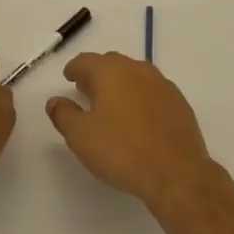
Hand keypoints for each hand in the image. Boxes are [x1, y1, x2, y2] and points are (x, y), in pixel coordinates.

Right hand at [46, 53, 215, 208]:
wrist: (176, 172)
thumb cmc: (122, 151)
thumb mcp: (81, 137)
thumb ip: (64, 115)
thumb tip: (54, 101)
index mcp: (111, 72)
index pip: (86, 60)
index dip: (74, 68)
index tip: (69, 77)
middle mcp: (137, 69)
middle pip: (112, 63)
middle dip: (97, 73)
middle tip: (86, 90)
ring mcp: (162, 84)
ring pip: (134, 74)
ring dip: (120, 83)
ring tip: (111, 103)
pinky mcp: (178, 101)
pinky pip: (152, 90)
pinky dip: (140, 96)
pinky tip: (138, 116)